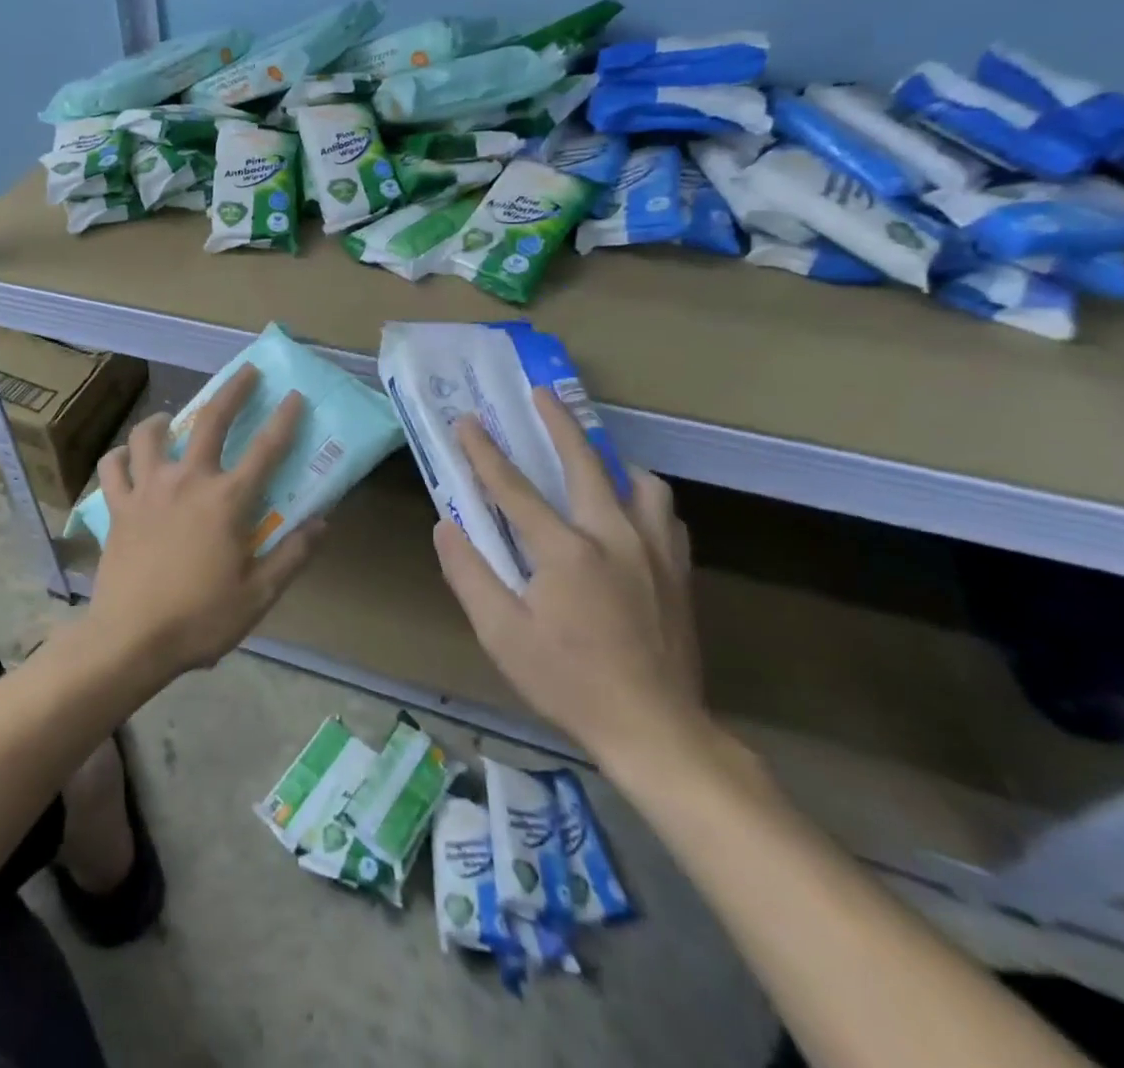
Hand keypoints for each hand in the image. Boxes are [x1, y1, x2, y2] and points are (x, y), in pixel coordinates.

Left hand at [89, 365, 325, 677]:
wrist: (131, 639)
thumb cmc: (200, 619)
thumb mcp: (258, 595)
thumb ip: (292, 555)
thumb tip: (321, 523)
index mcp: (227, 500)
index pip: (266, 449)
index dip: (285, 420)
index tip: (295, 396)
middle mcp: (187, 480)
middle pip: (210, 421)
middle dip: (233, 391)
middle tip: (246, 373)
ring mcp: (147, 489)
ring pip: (149, 434)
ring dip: (162, 419)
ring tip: (169, 419)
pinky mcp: (117, 506)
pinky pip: (113, 467)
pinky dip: (120, 457)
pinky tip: (127, 460)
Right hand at [432, 393, 704, 770]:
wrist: (657, 730)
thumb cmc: (567, 681)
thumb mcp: (501, 634)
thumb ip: (469, 574)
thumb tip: (445, 526)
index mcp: (564, 550)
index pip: (512, 487)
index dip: (484, 451)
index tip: (467, 421)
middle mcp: (613, 535)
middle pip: (584, 462)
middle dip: (558, 423)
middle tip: (540, 394)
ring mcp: (654, 550)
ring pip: (639, 482)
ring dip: (610, 460)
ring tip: (590, 458)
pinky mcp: (678, 570)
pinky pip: (663, 513)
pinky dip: (641, 496)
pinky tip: (627, 510)